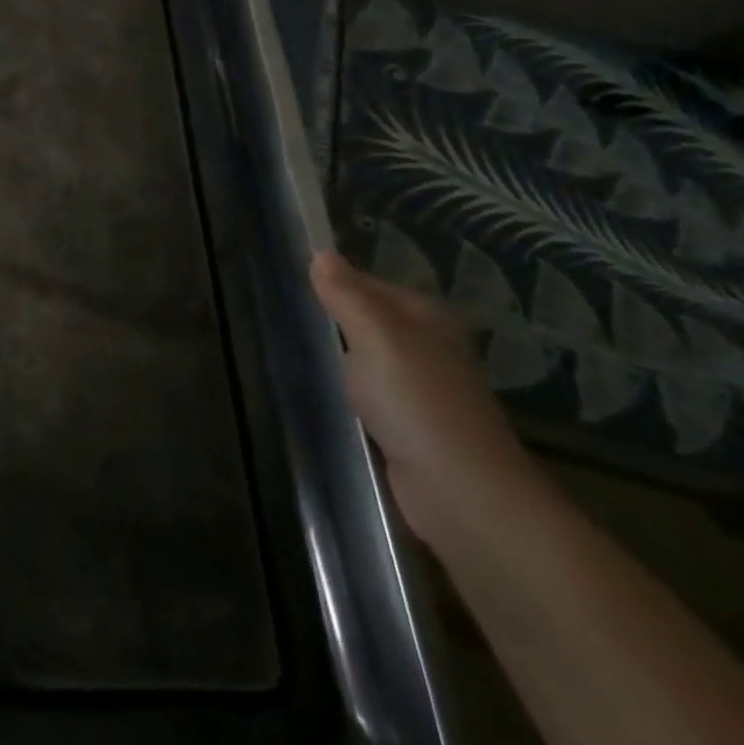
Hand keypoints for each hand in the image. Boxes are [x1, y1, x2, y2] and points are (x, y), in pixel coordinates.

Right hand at [311, 249, 542, 546]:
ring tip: (296, 348)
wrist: (459, 490)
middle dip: (335, 317)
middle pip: (372, 319)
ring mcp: (423, 388)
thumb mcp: (376, 337)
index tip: (289, 283)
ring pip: (371, 356)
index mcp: (427, 317)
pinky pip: (372, 391)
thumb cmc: (416, 401)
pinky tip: (327, 392)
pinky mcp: (413, 425)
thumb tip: (322, 254)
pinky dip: (351, 389)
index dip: (334, 282)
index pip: (369, 283)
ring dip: (342, 355)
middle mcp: (430, 346)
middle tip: (284, 314)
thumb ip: (347, 296)